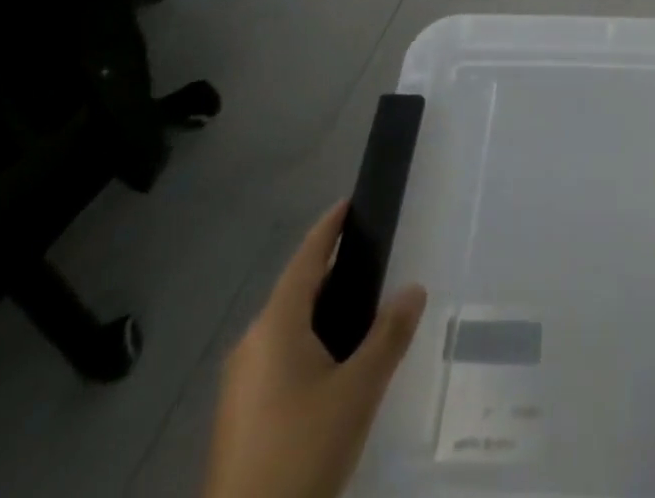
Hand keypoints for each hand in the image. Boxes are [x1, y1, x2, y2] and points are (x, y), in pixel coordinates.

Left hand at [204, 201, 427, 497]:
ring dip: (321, 314)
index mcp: (275, 326)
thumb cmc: (303, 450)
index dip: (327, 229)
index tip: (347, 204)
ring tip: (362, 315)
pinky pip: (279, 359)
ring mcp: (240, 384)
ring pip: (287, 330)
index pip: (305, 260)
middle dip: (331, 273)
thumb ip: (389, 335)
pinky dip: (308, 346)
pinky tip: (334, 369)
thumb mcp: (358, 390)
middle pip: (296, 292)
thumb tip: (414, 288)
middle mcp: (251, 344)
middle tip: (371, 263)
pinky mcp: (240, 417)